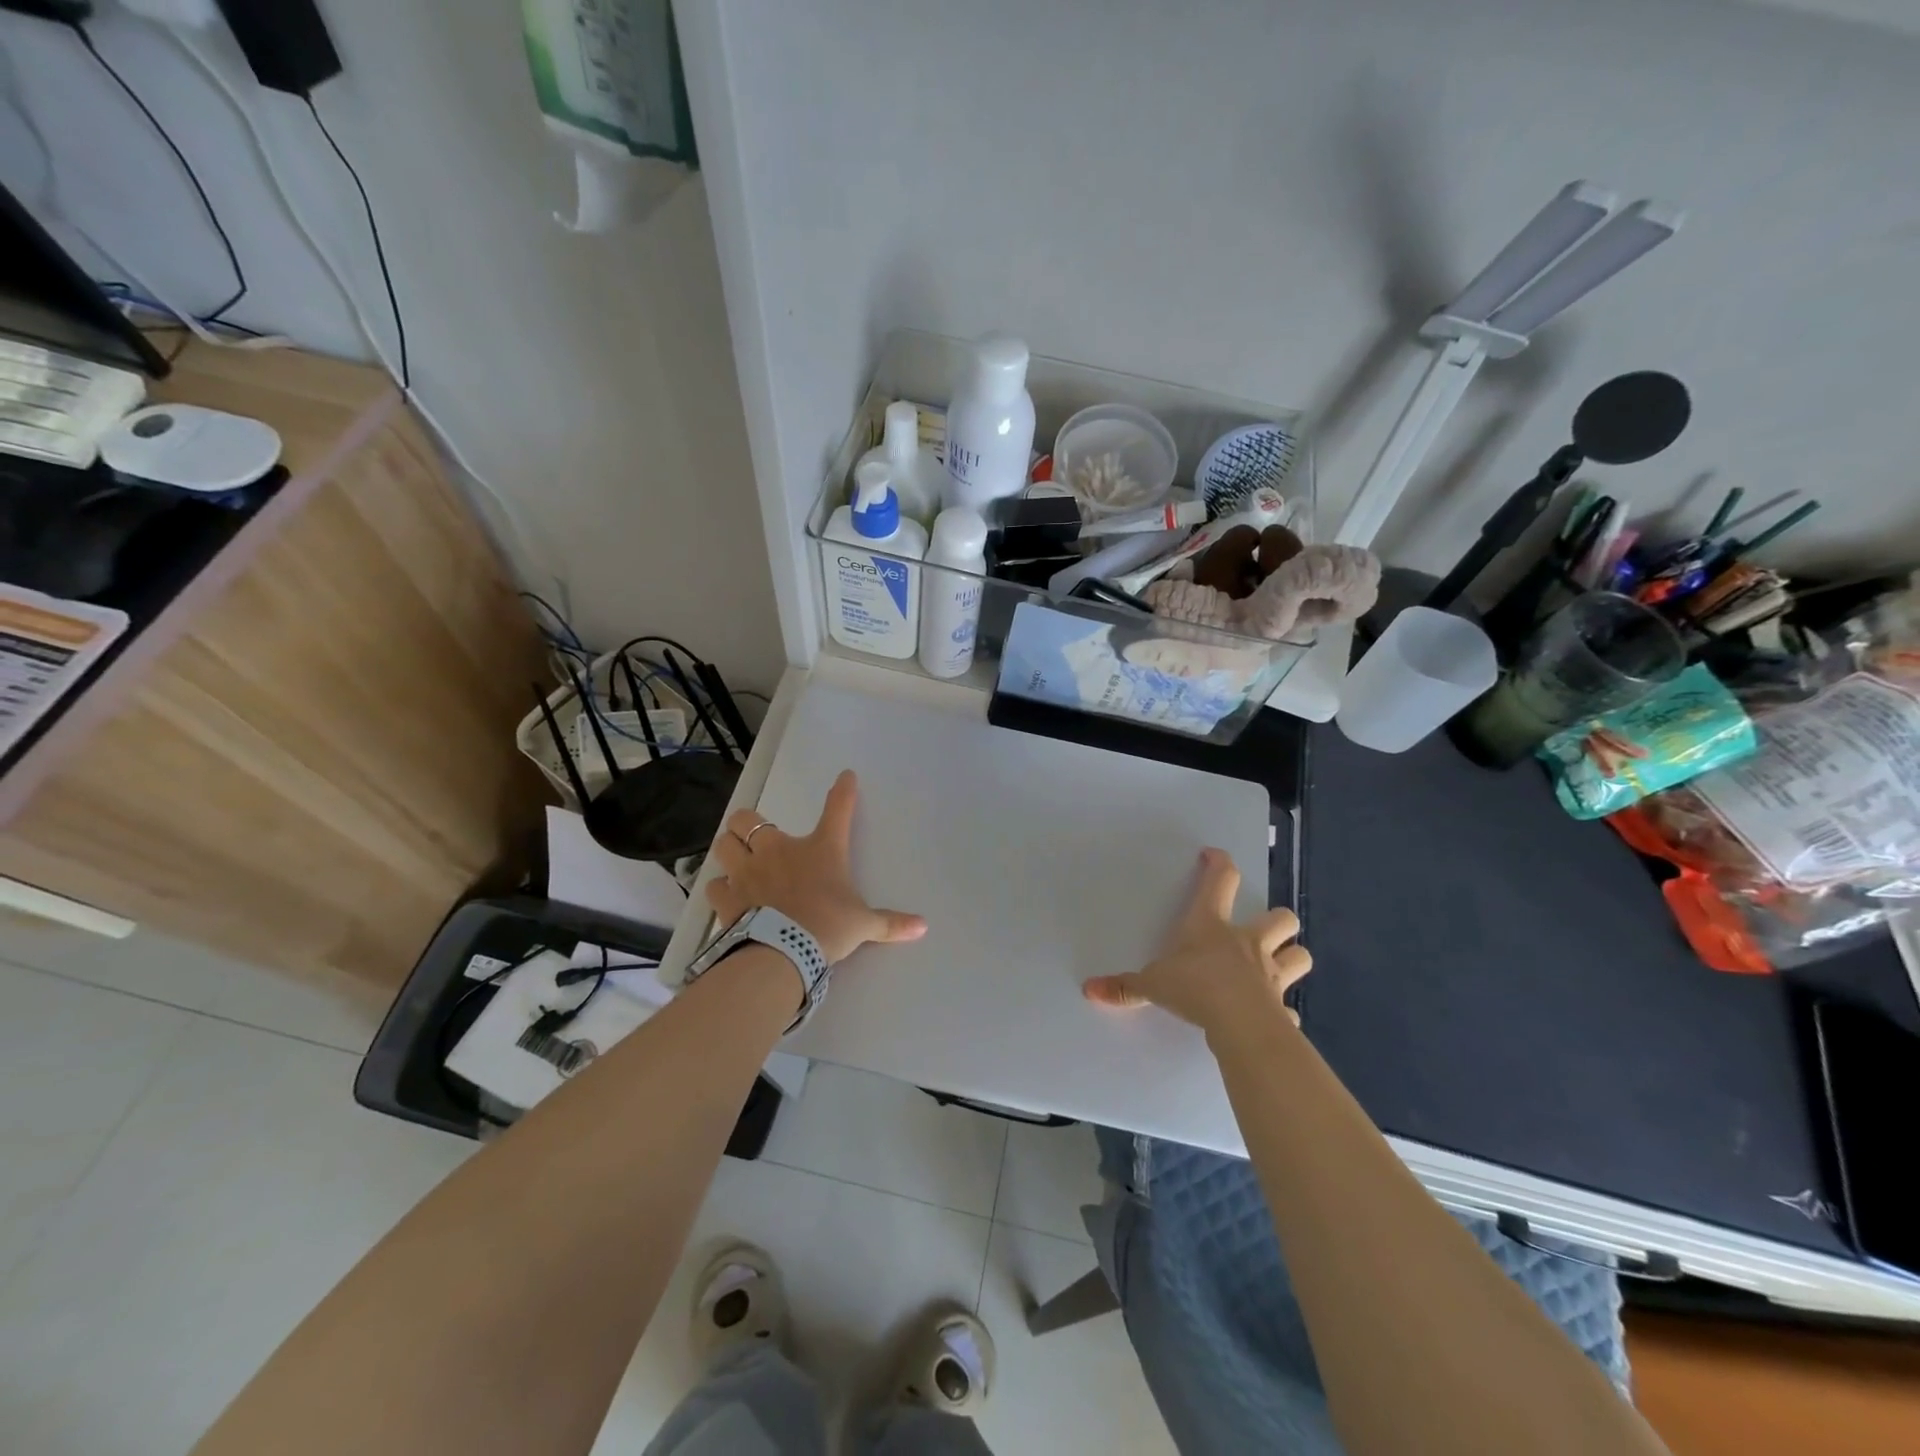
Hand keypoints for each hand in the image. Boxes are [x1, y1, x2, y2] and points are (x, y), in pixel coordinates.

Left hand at [706, 770, 927, 965]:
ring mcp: (748, 872)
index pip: (837, 810)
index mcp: (820, 850)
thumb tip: (922, 927)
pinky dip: (720, 887)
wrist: (786, 952)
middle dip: (748, 824)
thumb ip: (890, 923)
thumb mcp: (864, 925)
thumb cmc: (829, 927)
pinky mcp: (728, 898)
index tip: (845, 777)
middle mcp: (779, 851)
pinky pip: (714, 885)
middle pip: (748, 820)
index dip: (843, 791)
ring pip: (724, 844)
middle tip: (756, 836)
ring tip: (736, 859)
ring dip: (729, 849)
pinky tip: (728, 895)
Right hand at [1082, 848, 1309, 1035]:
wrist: (1238, 1024)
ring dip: (1291, 956)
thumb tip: (1089, 988)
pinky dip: (1284, 1009)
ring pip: (1299, 954)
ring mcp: (1271, 974)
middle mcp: (1248, 943)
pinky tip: (1275, 1016)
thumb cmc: (1194, 988)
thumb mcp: (1152, 985)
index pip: (1221, 881)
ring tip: (1279, 964)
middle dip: (1276, 920)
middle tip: (1261, 928)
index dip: (1219, 864)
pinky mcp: (1282, 1007)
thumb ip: (1124, 987)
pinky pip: (1289, 1007)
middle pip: (1281, 918)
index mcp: (1212, 926)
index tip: (1213, 855)